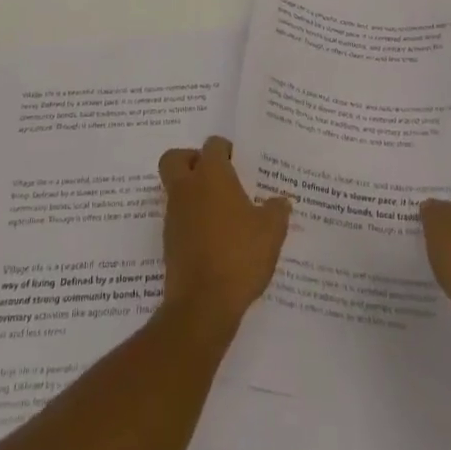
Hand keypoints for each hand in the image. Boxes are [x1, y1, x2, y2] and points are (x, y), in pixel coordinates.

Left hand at [158, 136, 292, 334]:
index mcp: (211, 175)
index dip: (225, 150)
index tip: (240, 163)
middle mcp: (187, 188)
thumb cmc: (239, 256)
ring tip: (221, 213)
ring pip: (175, 189)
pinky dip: (191, 221)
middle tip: (216, 176)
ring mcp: (173, 215)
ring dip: (192, 193)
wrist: (203, 304)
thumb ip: (277, 210)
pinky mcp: (168, 242)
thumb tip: (282, 200)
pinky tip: (214, 239)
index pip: (213, 145)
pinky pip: (178, 219)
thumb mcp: (271, 232)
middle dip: (192, 160)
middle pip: (176, 158)